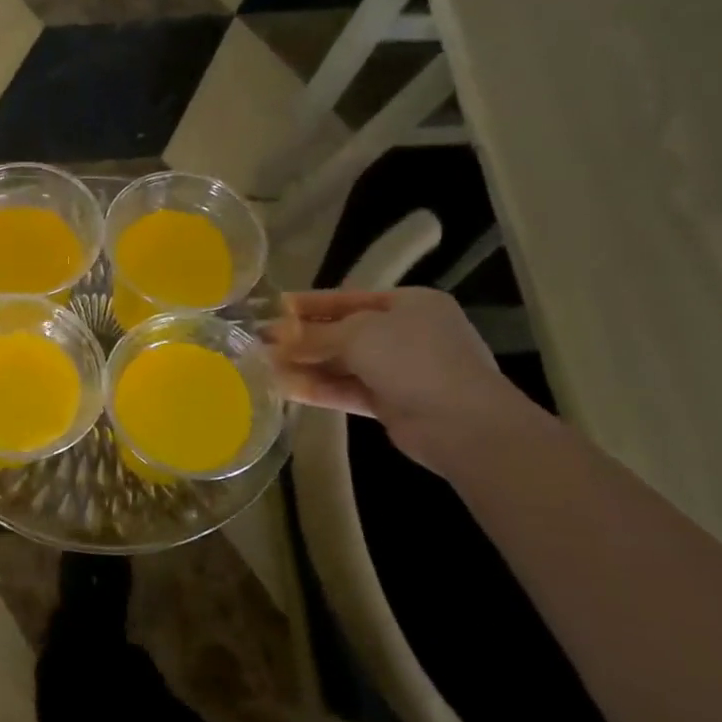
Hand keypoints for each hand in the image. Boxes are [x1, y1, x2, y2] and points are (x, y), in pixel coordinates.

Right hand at [264, 287, 526, 468]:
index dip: (308, 304)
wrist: (461, 423)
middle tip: (260, 341)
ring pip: (342, 363)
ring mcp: (399, 370)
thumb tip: (275, 336)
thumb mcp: (358, 334)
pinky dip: (317, 388)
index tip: (272, 308)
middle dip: (302, 338)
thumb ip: (314, 335)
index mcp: (409, 304)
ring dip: (305, 364)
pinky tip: (283, 387)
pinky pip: (346, 389)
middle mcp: (405, 333)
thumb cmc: (413, 359)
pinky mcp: (390, 402)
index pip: (348, 298)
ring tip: (263, 366)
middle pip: (343, 331)